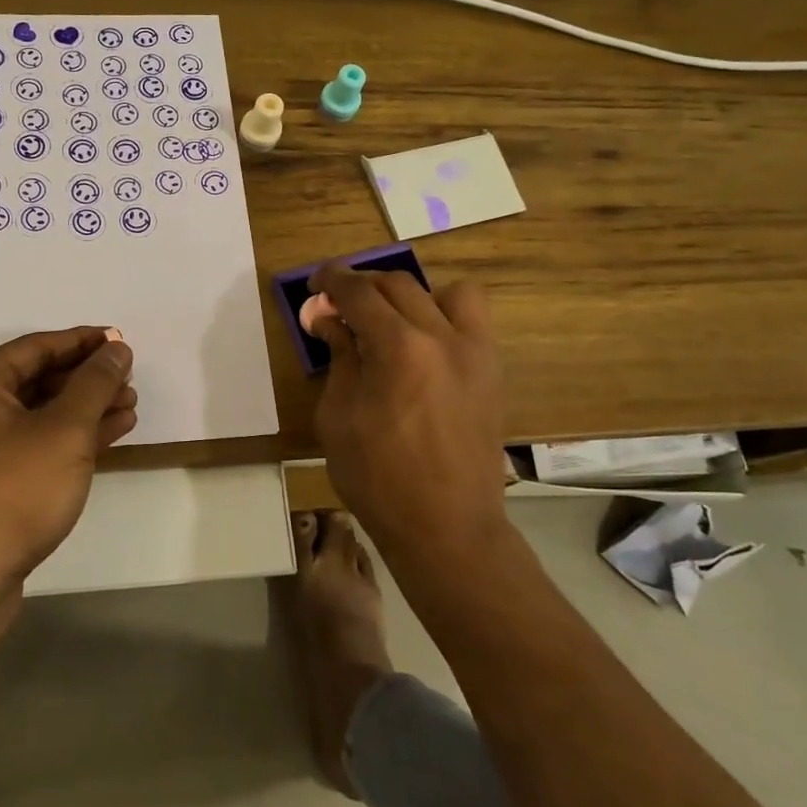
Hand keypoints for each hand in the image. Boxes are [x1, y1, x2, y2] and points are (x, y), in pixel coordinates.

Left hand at [0, 327, 137, 592]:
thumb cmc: (12, 492)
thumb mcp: (64, 431)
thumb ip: (94, 383)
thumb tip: (116, 348)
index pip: (37, 346)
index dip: (84, 342)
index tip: (122, 342)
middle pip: (37, 378)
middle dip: (87, 379)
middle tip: (130, 380)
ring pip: (38, 414)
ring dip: (84, 410)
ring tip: (130, 406)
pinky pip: (32, 445)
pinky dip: (68, 439)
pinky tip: (108, 436)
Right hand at [310, 268, 508, 555]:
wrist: (446, 526)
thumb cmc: (378, 478)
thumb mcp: (338, 416)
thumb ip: (339, 357)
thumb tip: (329, 319)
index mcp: (398, 348)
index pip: (359, 292)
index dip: (332, 280)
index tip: (315, 283)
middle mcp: (442, 337)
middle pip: (397, 284)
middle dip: (361, 285)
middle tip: (338, 303)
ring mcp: (475, 352)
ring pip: (444, 291)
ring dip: (409, 294)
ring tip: (389, 319)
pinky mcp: (492, 370)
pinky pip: (472, 320)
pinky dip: (444, 314)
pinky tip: (423, 343)